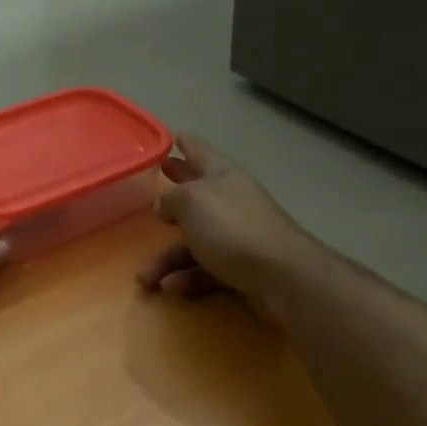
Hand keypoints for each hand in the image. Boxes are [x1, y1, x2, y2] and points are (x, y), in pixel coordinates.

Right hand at [137, 134, 313, 317]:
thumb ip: (171, 198)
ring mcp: (236, 235)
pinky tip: (173, 288)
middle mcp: (229, 201)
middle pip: (195, 196)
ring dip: (167, 259)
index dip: (183, 143)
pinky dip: (189, 278)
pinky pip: (206, 269)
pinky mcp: (241, 267)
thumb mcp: (191, 202)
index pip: (199, 151)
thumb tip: (164, 205)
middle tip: (150, 194)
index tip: (171, 137)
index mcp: (221, 176)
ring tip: (145, 278)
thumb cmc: (231, 228)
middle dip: (172, 197)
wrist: (281, 275)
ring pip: (194, 242)